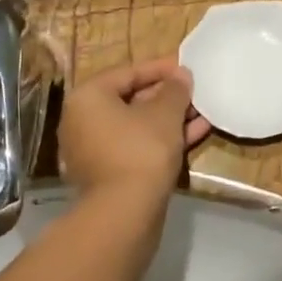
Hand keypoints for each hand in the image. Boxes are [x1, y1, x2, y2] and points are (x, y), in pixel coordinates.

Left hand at [60, 58, 209, 207]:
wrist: (125, 212)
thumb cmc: (141, 150)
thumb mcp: (164, 114)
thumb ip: (174, 89)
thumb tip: (181, 75)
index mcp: (87, 98)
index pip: (126, 73)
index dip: (160, 68)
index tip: (186, 68)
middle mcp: (81, 121)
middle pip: (129, 100)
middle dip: (165, 97)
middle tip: (194, 93)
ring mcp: (92, 151)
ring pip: (135, 127)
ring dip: (168, 120)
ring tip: (200, 113)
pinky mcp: (107, 175)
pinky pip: (135, 148)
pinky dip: (160, 141)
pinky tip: (194, 135)